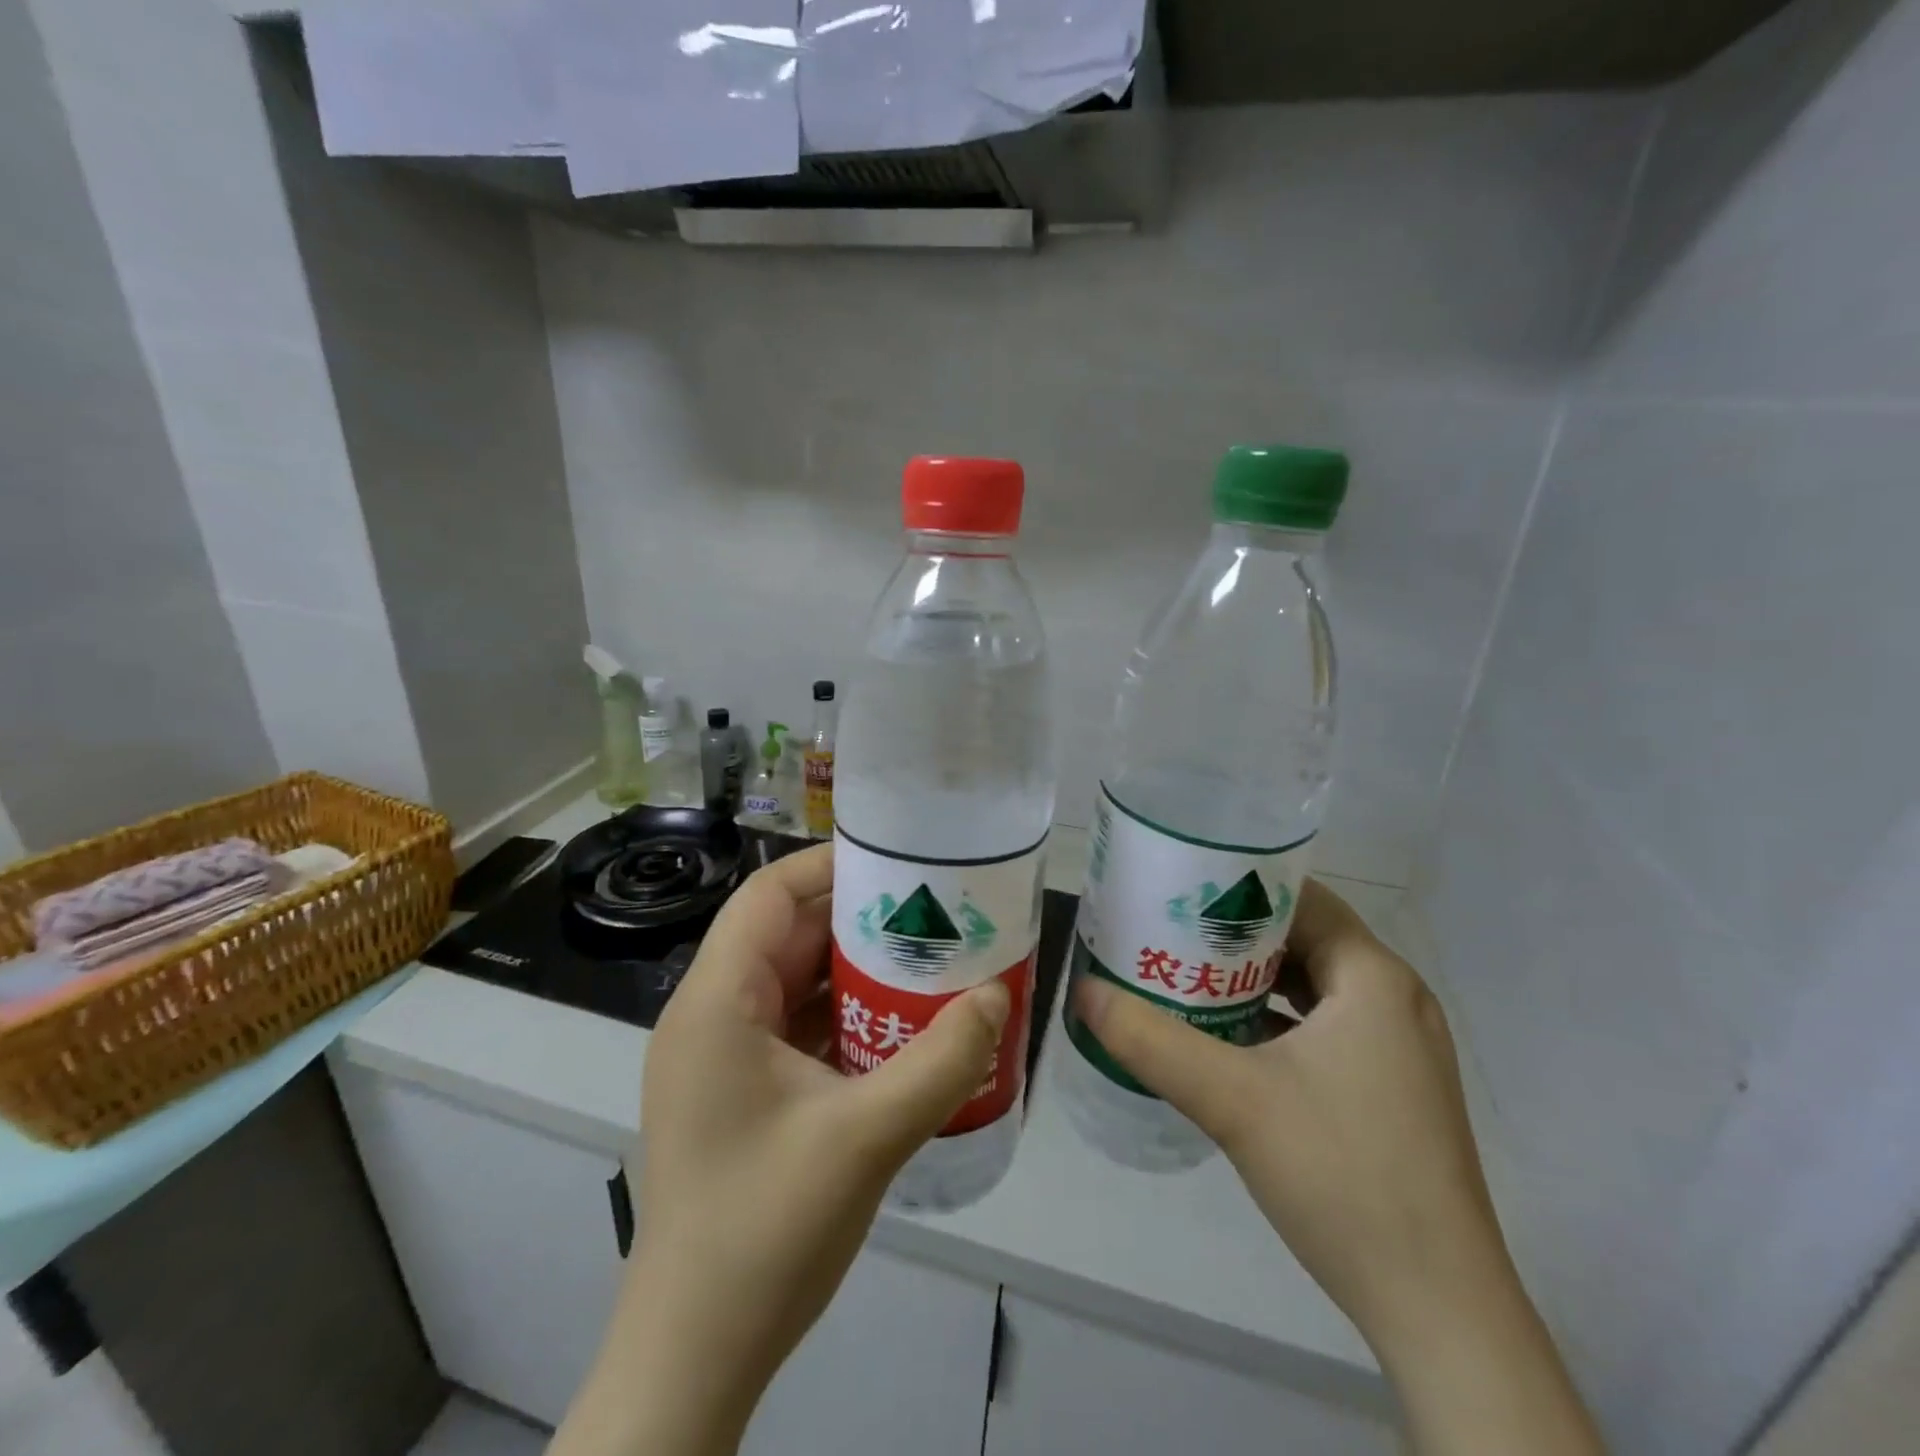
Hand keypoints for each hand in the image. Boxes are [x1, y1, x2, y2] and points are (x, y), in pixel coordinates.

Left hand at [551, 844, 1009, 1455]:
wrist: (696, 1354)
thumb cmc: (764, 1231)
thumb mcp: (865, 1138)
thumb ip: (939, 1062)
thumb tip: (995, 996)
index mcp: (717, 1003)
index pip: (768, 895)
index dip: (829, 865)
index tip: (899, 861)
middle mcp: (712, 1015)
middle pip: (786, 933)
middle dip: (857, 916)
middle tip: (931, 908)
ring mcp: (725, 1056)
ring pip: (795, 980)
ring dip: (856, 968)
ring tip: (927, 955)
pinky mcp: (743, 1090)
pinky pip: (798, 1025)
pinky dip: (846, 1014)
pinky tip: (901, 1022)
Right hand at [1075, 879, 1602, 1454]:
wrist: (1438, 1310)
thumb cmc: (1342, 1175)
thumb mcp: (1232, 1100)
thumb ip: (1150, 1039)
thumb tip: (1083, 991)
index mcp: (1375, 978)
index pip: (1302, 897)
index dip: (1239, 886)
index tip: (1179, 888)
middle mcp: (1395, 999)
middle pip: (1304, 938)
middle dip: (1235, 934)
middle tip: (1168, 931)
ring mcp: (1399, 1048)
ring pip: (1314, 986)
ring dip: (1253, 979)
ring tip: (1186, 975)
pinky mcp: (1392, 1089)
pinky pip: (1325, 1027)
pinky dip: (1276, 1020)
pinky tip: (1225, 1039)